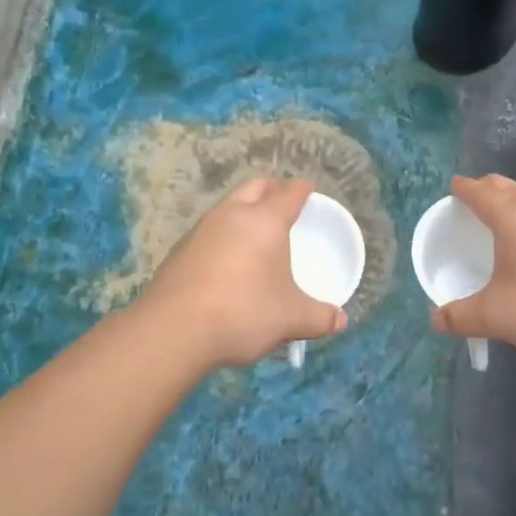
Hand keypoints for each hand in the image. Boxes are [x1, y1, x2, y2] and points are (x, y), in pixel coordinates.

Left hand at [139, 177, 347, 369]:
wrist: (175, 329)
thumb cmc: (244, 312)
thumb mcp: (291, 319)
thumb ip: (319, 318)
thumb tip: (340, 321)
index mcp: (265, 220)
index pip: (289, 192)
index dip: (302, 189)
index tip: (309, 189)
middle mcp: (232, 214)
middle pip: (255, 187)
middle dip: (271, 189)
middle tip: (283, 202)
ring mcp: (201, 229)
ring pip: (228, 205)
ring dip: (243, 210)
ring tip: (255, 231)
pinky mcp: (180, 249)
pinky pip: (209, 230)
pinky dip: (223, 234)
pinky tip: (226, 260)